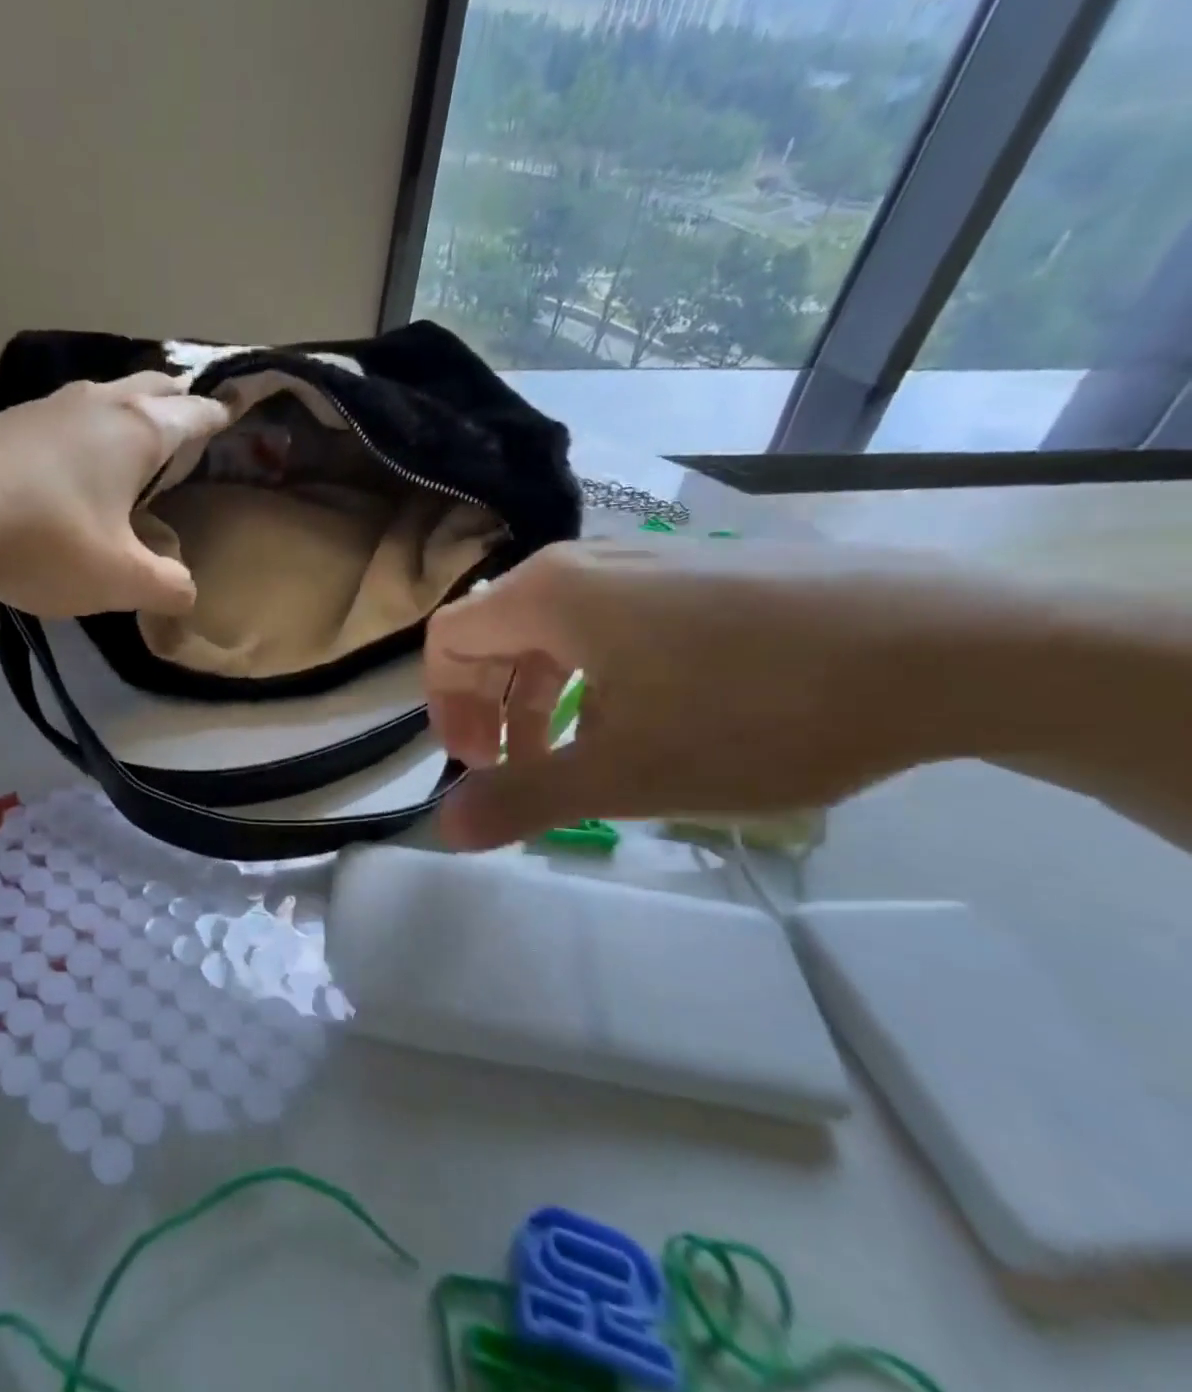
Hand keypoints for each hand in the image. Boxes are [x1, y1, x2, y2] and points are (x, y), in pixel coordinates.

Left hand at [0, 373, 227, 616]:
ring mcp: (48, 406)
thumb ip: (165, 588)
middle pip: (152, 386)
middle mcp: (98, 404)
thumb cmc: (44, 538)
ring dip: (128, 409)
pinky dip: (87, 428)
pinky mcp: (7, 422)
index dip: (219, 416)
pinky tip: (73, 458)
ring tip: (137, 435)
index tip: (233, 413)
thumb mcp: (118, 579)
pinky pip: (66, 416)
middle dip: (176, 399)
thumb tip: (187, 593)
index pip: (195, 414)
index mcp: (139, 431)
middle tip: (190, 417)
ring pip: (105, 395)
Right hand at [424, 537, 1025, 848]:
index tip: (478, 765)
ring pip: (556, 627)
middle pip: (496, 631)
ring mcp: (650, 560)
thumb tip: (442, 831)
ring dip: (542, 694)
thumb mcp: (625, 773)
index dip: (446, 707)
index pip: (448, 640)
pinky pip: (613, 619)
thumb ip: (522, 800)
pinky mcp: (701, 572)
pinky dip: (595, 673)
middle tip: (518, 769)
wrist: (948, 648)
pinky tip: (646, 717)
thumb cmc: (757, 711)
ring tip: (578, 752)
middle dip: (490, 706)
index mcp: (550, 595)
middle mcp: (587, 563)